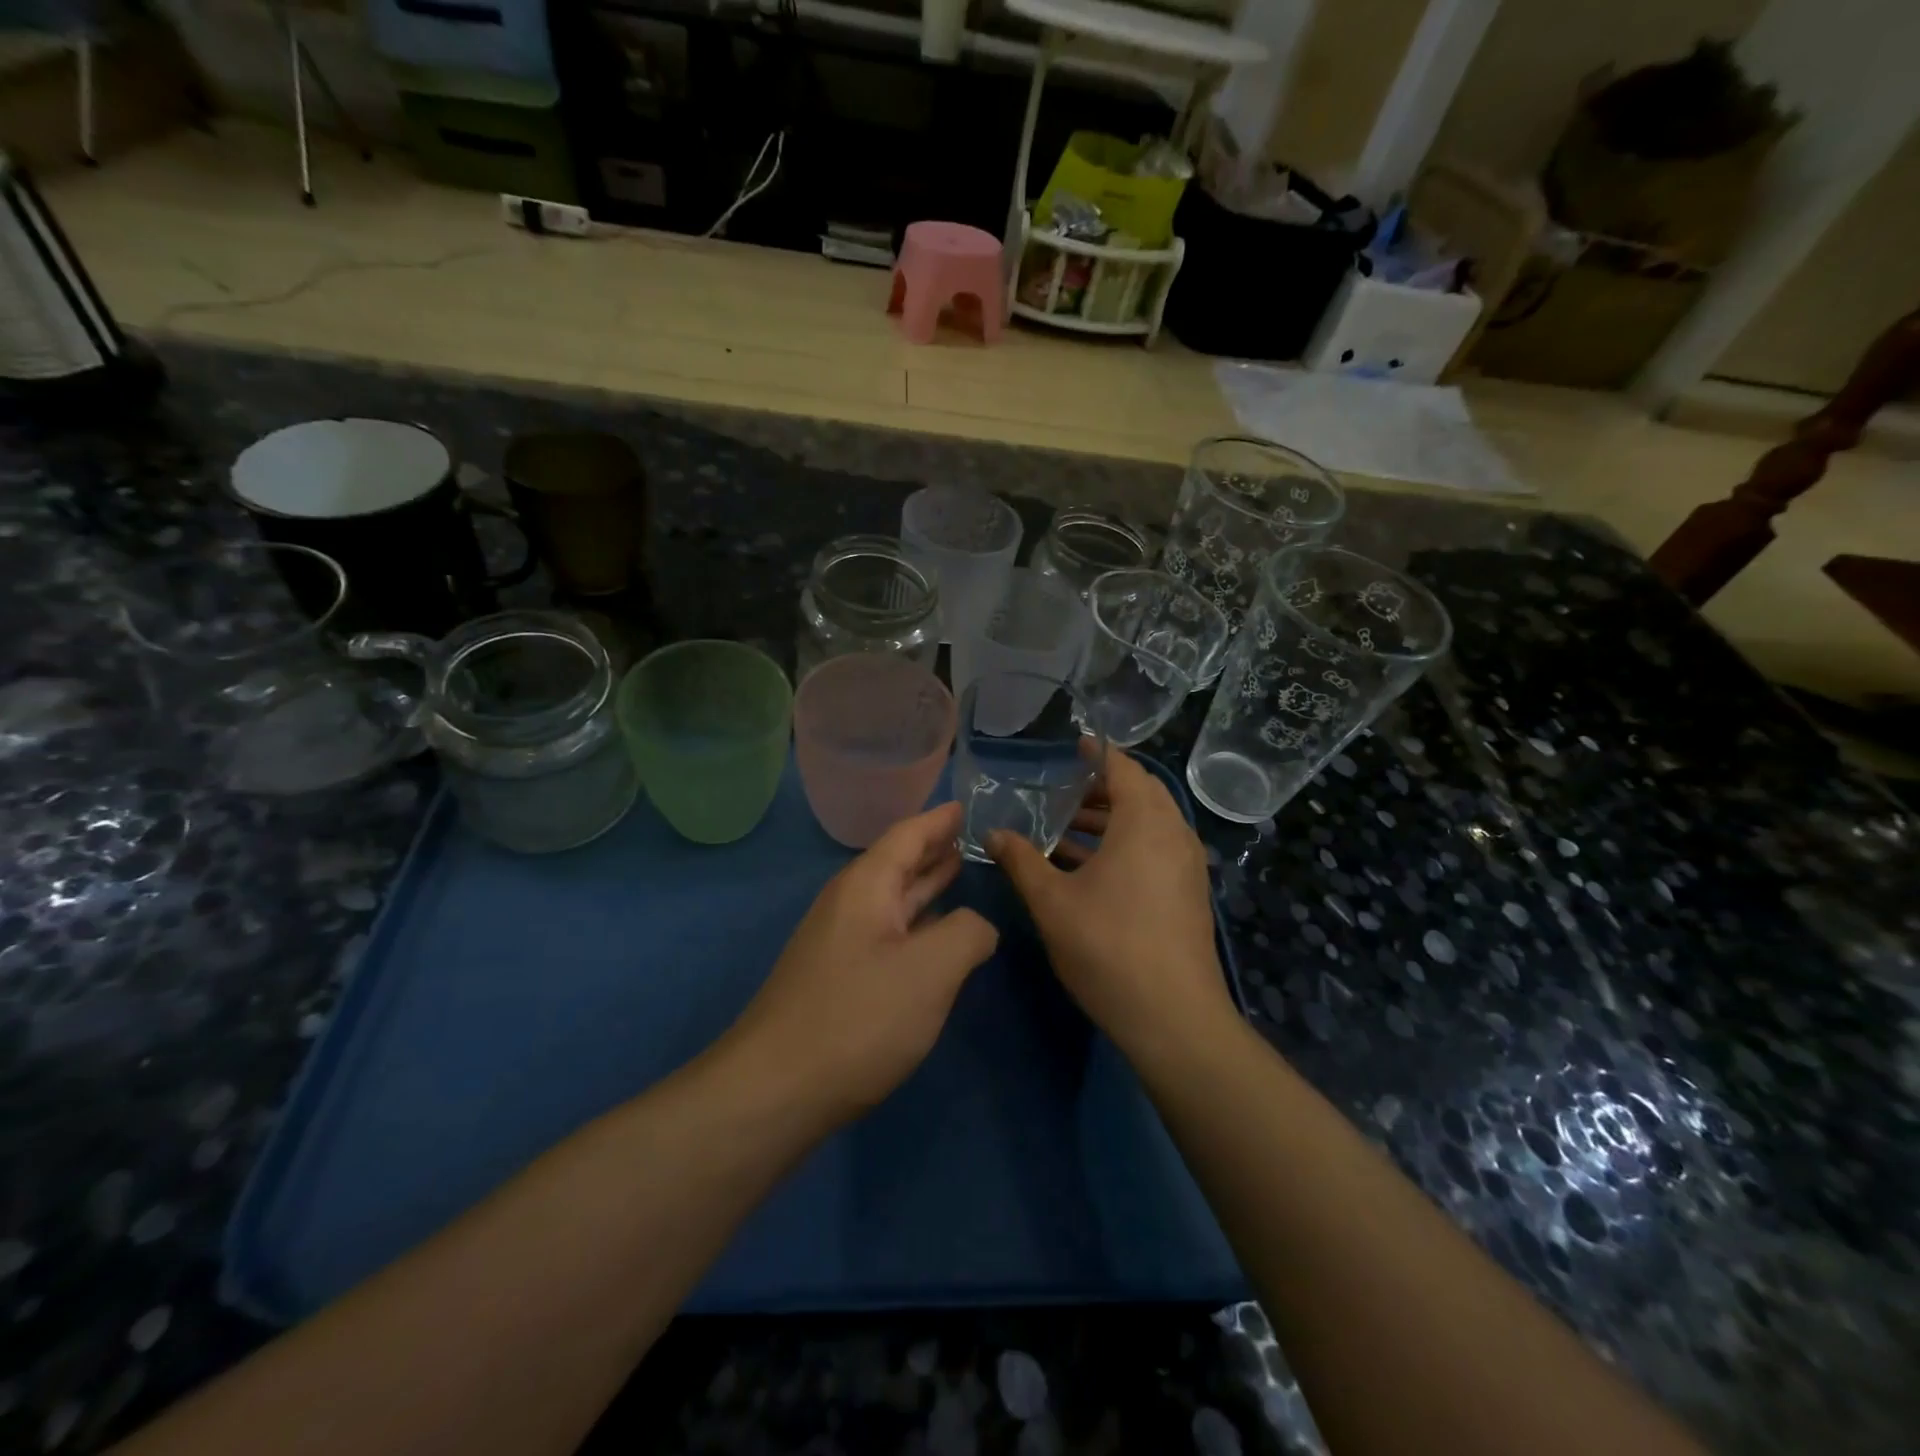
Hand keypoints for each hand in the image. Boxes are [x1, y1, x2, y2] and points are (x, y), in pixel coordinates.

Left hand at [726, 802, 997, 1124]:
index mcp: (867, 886)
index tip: (965, 805)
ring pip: (891, 901)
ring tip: (958, 870)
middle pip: (897, 863)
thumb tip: (977, 927)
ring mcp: (839, 943)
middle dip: (933, 849)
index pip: (907, 835)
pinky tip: (934, 935)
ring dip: (925, 885)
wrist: (775, 1090)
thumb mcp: (931, 969)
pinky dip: (916, 923)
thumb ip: (968, 933)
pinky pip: (886, 933)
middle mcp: (849, 905)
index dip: (939, 820)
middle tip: (971, 836)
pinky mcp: (838, 979)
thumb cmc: (859, 1017)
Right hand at [989, 748, 1235, 1063]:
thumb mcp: (1052, 901)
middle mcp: (1174, 834)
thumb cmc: (1108, 947)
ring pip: (1147, 825)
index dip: (1098, 753)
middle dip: (1100, 789)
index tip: (1074, 744)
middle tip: (1062, 792)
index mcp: (1145, 822)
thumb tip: (993, 833)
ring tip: (1064, 832)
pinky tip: (1088, 870)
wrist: (1174, 1018)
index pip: (1123, 768)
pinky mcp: (1188, 894)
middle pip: (1139, 794)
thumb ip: (1021, 861)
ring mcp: (1187, 866)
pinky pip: (1155, 851)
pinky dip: (1124, 846)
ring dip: (1109, 821)